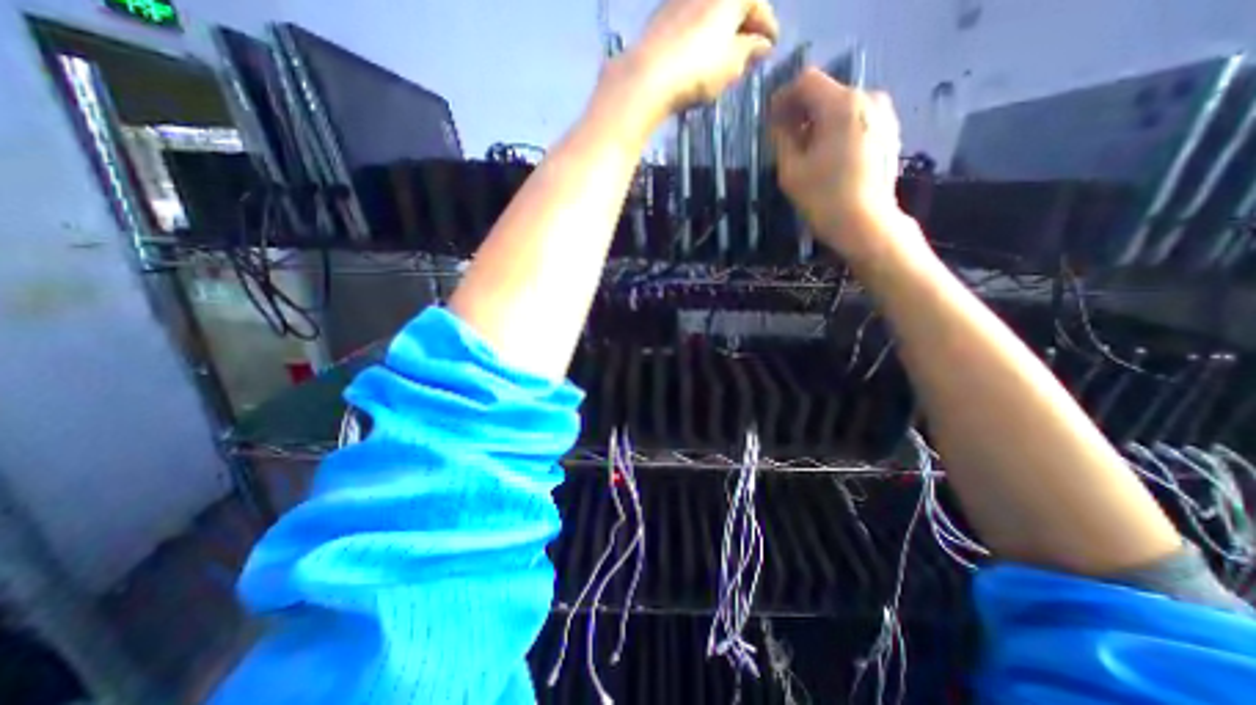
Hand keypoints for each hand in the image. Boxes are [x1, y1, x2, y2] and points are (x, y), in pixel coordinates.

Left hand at [616, 0, 776, 120]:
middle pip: (733, 4)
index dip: (768, 27)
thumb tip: (761, 45)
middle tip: (750, 50)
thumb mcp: (732, 65)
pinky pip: (691, 20)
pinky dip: (702, 34)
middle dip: (745, 25)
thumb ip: (750, 52)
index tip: (772, 45)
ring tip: (725, 55)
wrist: (647, 76)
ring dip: (722, 30)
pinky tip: (700, 54)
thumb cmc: (697, 70)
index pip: (758, 5)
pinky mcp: (661, 16)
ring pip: (711, 12)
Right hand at [765, 67, 912, 264]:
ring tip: (804, 149)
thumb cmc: (824, 198)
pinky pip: (856, 119)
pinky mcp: (888, 132)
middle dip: (801, 110)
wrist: (866, 224)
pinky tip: (827, 155)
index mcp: (841, 105)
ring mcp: (883, 114)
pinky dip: (837, 129)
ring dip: (818, 121)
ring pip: (841, 106)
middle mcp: (867, 98)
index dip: (783, 96)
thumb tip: (777, 123)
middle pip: (826, 92)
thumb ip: (781, 139)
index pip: (807, 81)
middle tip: (783, 136)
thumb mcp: (791, 170)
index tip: (769, 119)